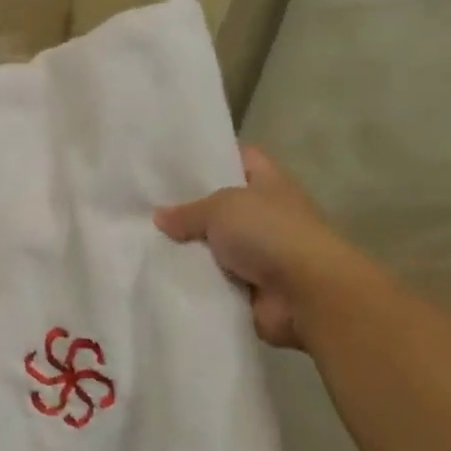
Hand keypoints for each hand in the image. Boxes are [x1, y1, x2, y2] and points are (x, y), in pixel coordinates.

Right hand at [154, 146, 360, 349]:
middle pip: (221, 204)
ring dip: (189, 248)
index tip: (174, 162)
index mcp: (269, 182)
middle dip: (189, 207)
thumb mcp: (221, 208)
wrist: (306, 293)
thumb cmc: (269, 232)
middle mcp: (267, 213)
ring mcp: (260, 252)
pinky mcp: (251, 286)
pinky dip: (195, 279)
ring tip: (144, 240)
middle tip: (147, 204)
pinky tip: (159, 273)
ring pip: (214, 244)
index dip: (211, 157)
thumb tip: (159, 217)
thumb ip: (188, 211)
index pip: (240, 158)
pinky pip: (215, 278)